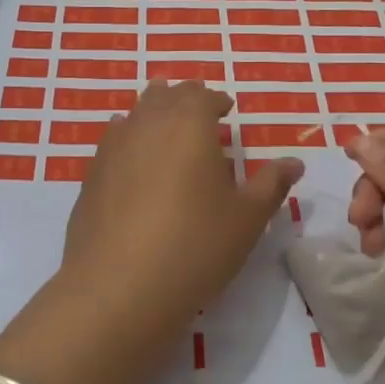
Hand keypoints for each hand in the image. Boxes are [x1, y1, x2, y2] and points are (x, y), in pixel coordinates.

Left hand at [58, 81, 301, 355]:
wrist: (119, 287)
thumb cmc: (195, 245)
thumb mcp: (247, 218)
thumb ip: (271, 184)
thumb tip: (294, 162)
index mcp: (189, 123)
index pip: (203, 96)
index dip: (217, 100)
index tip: (226, 109)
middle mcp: (147, 124)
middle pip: (164, 96)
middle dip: (183, 99)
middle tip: (198, 113)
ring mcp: (112, 148)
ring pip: (134, 114)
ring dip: (153, 114)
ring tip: (166, 129)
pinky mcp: (90, 176)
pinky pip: (113, 142)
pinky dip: (129, 140)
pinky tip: (133, 159)